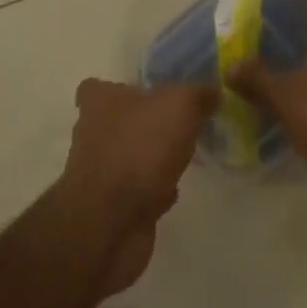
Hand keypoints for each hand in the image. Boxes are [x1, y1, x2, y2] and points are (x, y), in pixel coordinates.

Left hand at [59, 78, 215, 258]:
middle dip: (144, 123)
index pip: (97, 86)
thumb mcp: (180, 105)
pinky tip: (174, 188)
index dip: (119, 88)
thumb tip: (213, 91)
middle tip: (179, 123)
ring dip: (151, 157)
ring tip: (184, 155)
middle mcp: (92, 133)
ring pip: (128, 155)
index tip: (149, 93)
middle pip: (117, 121)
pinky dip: (152, 188)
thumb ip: (199, 93)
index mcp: (100, 103)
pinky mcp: (109, 205)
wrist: (112, 221)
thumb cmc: (140, 148)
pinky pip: (135, 189)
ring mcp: (99, 172)